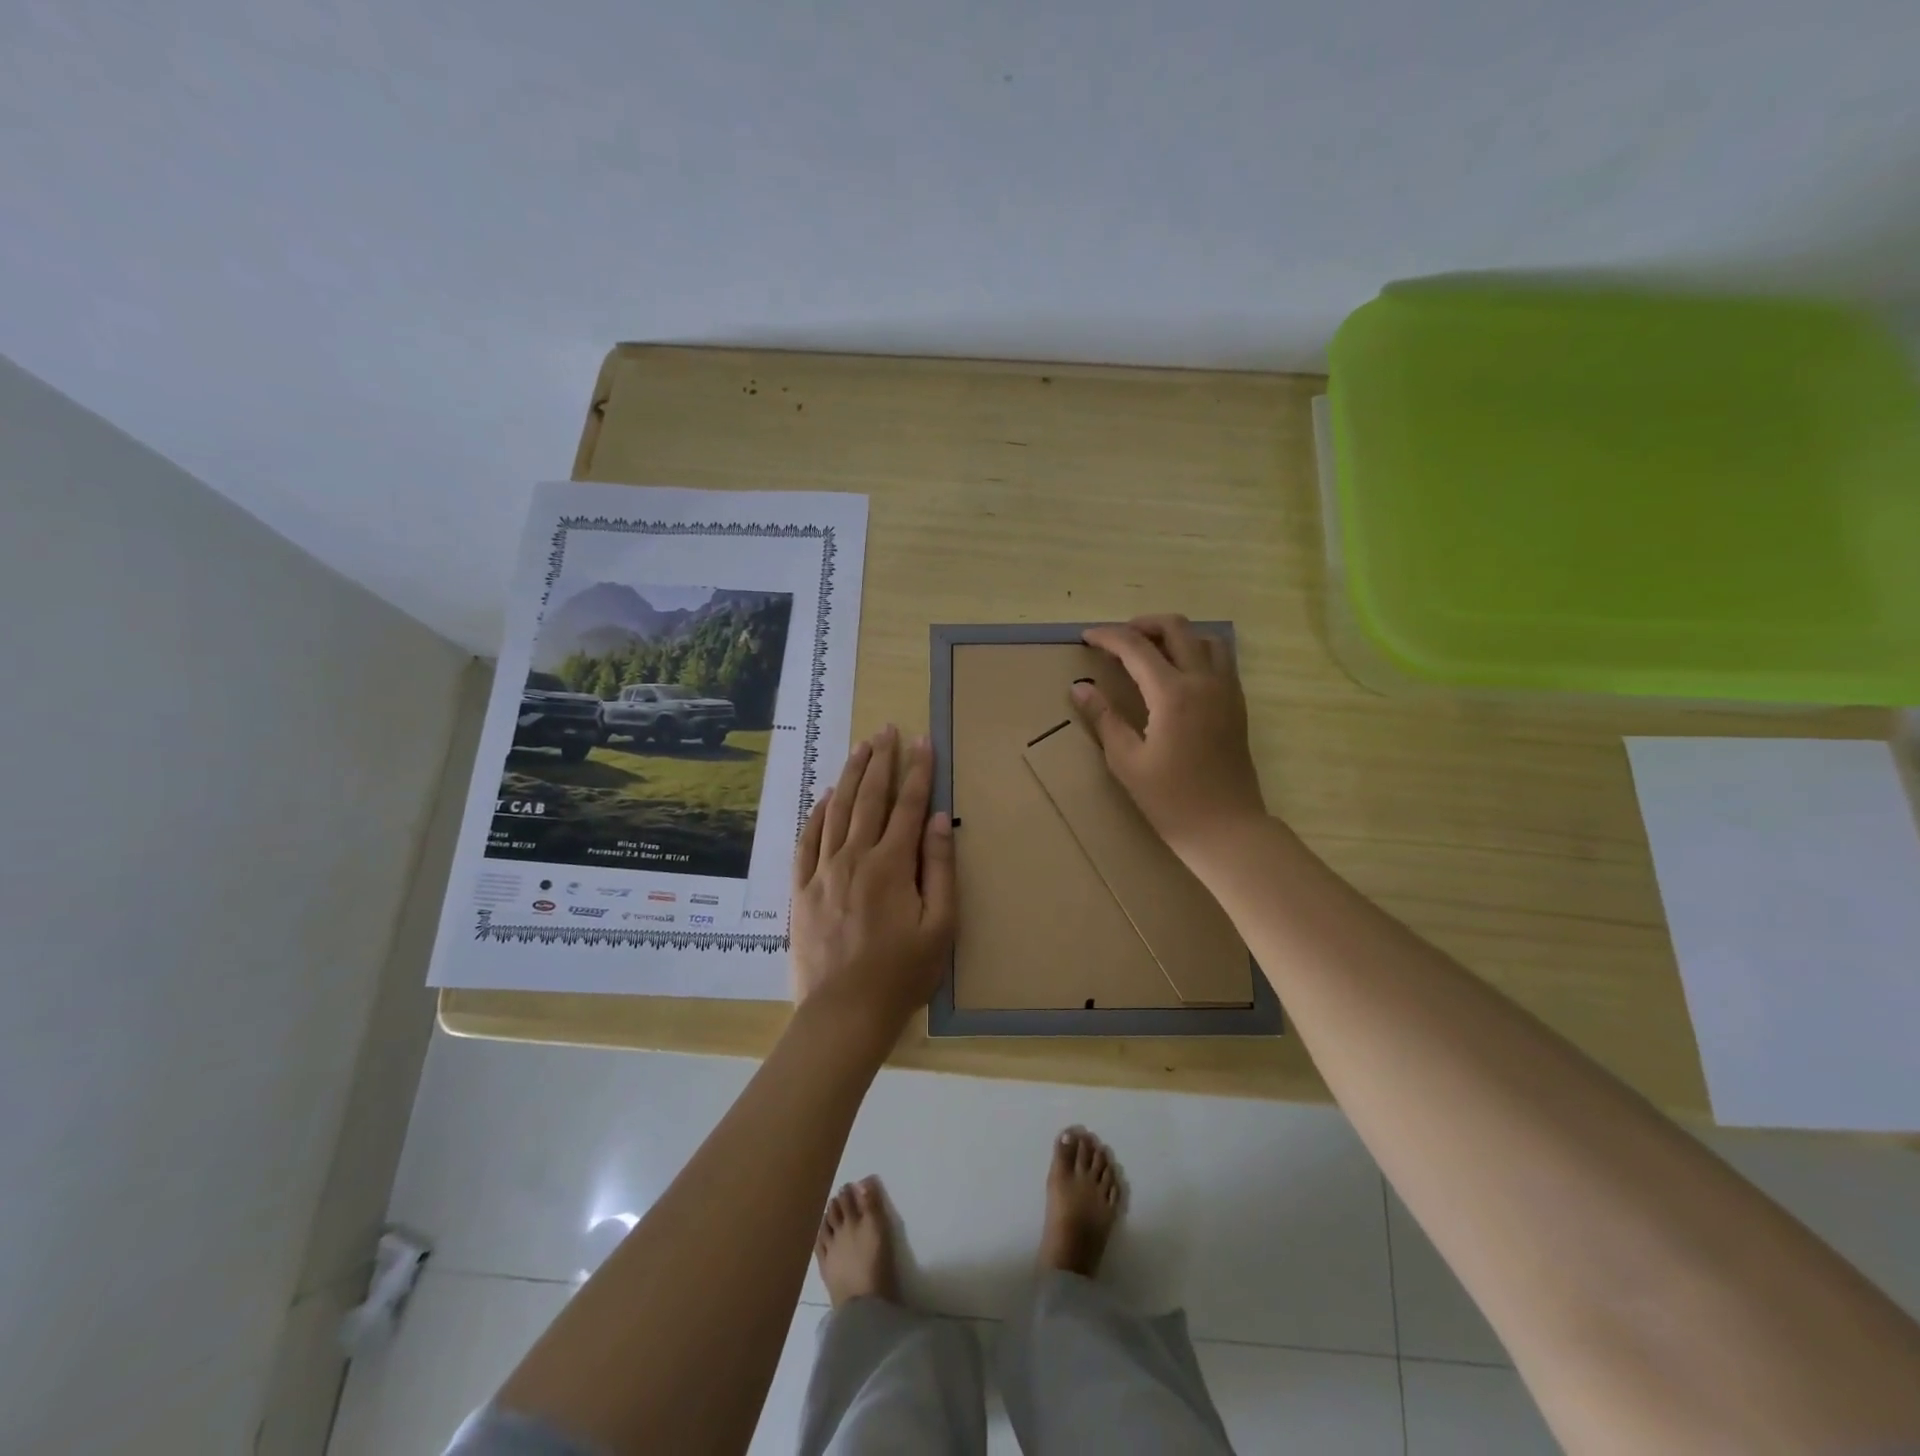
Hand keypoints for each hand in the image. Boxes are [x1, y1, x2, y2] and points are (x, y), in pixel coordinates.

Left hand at [790, 726, 955, 1037]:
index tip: (922, 741)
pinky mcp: (801, 889)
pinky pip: (807, 840)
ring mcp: (823, 871)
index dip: (918, 771)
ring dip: (850, 776)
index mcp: (891, 864)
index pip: (909, 805)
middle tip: (886, 729)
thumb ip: (940, 868)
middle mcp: (855, 857)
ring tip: (860, 748)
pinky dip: (817, 814)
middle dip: (881, 760)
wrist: (843, 1013)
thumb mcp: (940, 926)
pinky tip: (825, 797)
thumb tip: (941, 820)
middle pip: (869, 798)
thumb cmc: (901, 974)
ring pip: (837, 811)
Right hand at [1074, 614, 1267, 857]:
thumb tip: (1080, 687)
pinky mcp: (1237, 703)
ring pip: (1204, 637)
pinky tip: (1176, 673)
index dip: (1108, 637)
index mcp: (1173, 694)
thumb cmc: (1171, 801)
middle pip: (1176, 628)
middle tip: (1116, 640)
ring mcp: (1226, 690)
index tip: (1086, 637)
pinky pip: (1219, 658)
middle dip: (1141, 625)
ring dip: (1173, 635)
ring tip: (1148, 651)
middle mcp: (1204, 681)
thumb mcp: (1127, 762)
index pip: (1136, 647)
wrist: (1227, 828)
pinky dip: (1195, 650)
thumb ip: (1104, 718)